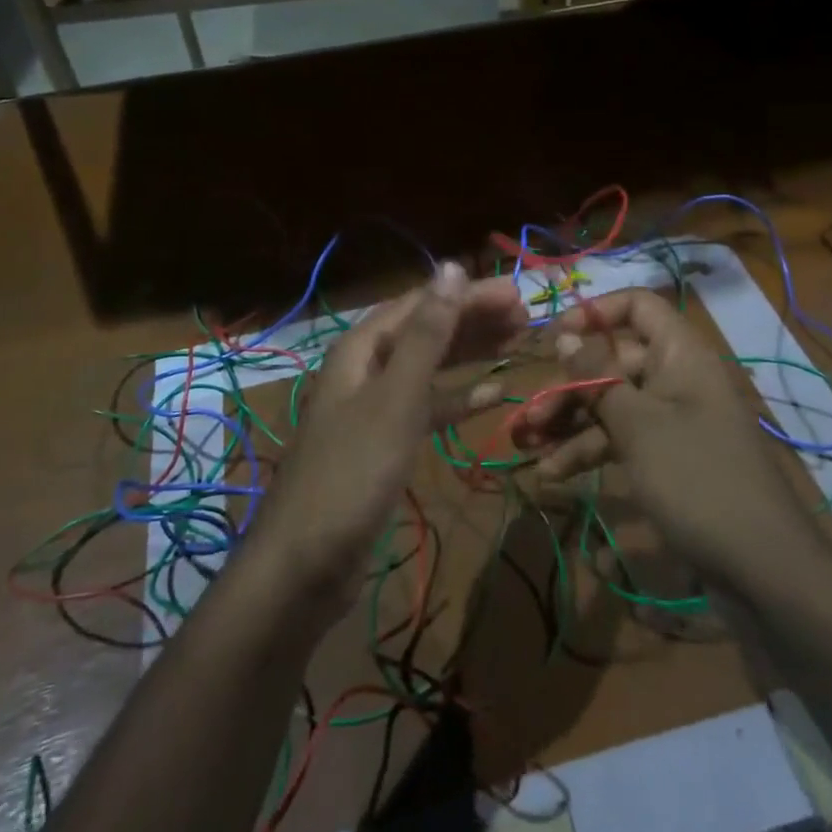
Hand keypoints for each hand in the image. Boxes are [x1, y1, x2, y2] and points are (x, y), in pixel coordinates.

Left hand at [247, 262, 526, 617]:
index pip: (421, 304)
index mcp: (361, 349)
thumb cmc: (352, 473)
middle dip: (472, 320)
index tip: (518, 294)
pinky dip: (454, 400)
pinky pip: (425, 409)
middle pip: (425, 331)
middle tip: (525, 319)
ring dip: (468, 354)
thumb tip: (451, 267)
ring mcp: (373, 409)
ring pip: (428, 368)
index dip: (468, 295)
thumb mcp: (396, 399)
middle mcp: (365, 370)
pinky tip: (488, 397)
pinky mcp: (383, 445)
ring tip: (515, 345)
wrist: (305, 564)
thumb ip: (427, 335)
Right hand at [513, 289, 822, 585]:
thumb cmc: (695, 478)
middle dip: (569, 387)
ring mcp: (674, 420)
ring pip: (613, 405)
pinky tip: (555, 474)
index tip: (555, 339)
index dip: (595, 313)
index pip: (637, 306)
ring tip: (531, 451)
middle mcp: (677, 378)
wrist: (763, 568)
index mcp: (680, 354)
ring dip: (572, 425)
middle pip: (614, 362)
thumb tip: (565, 336)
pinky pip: (623, 439)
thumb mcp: (637, 425)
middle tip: (532, 417)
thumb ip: (596, 377)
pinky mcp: (669, 458)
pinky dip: (591, 451)